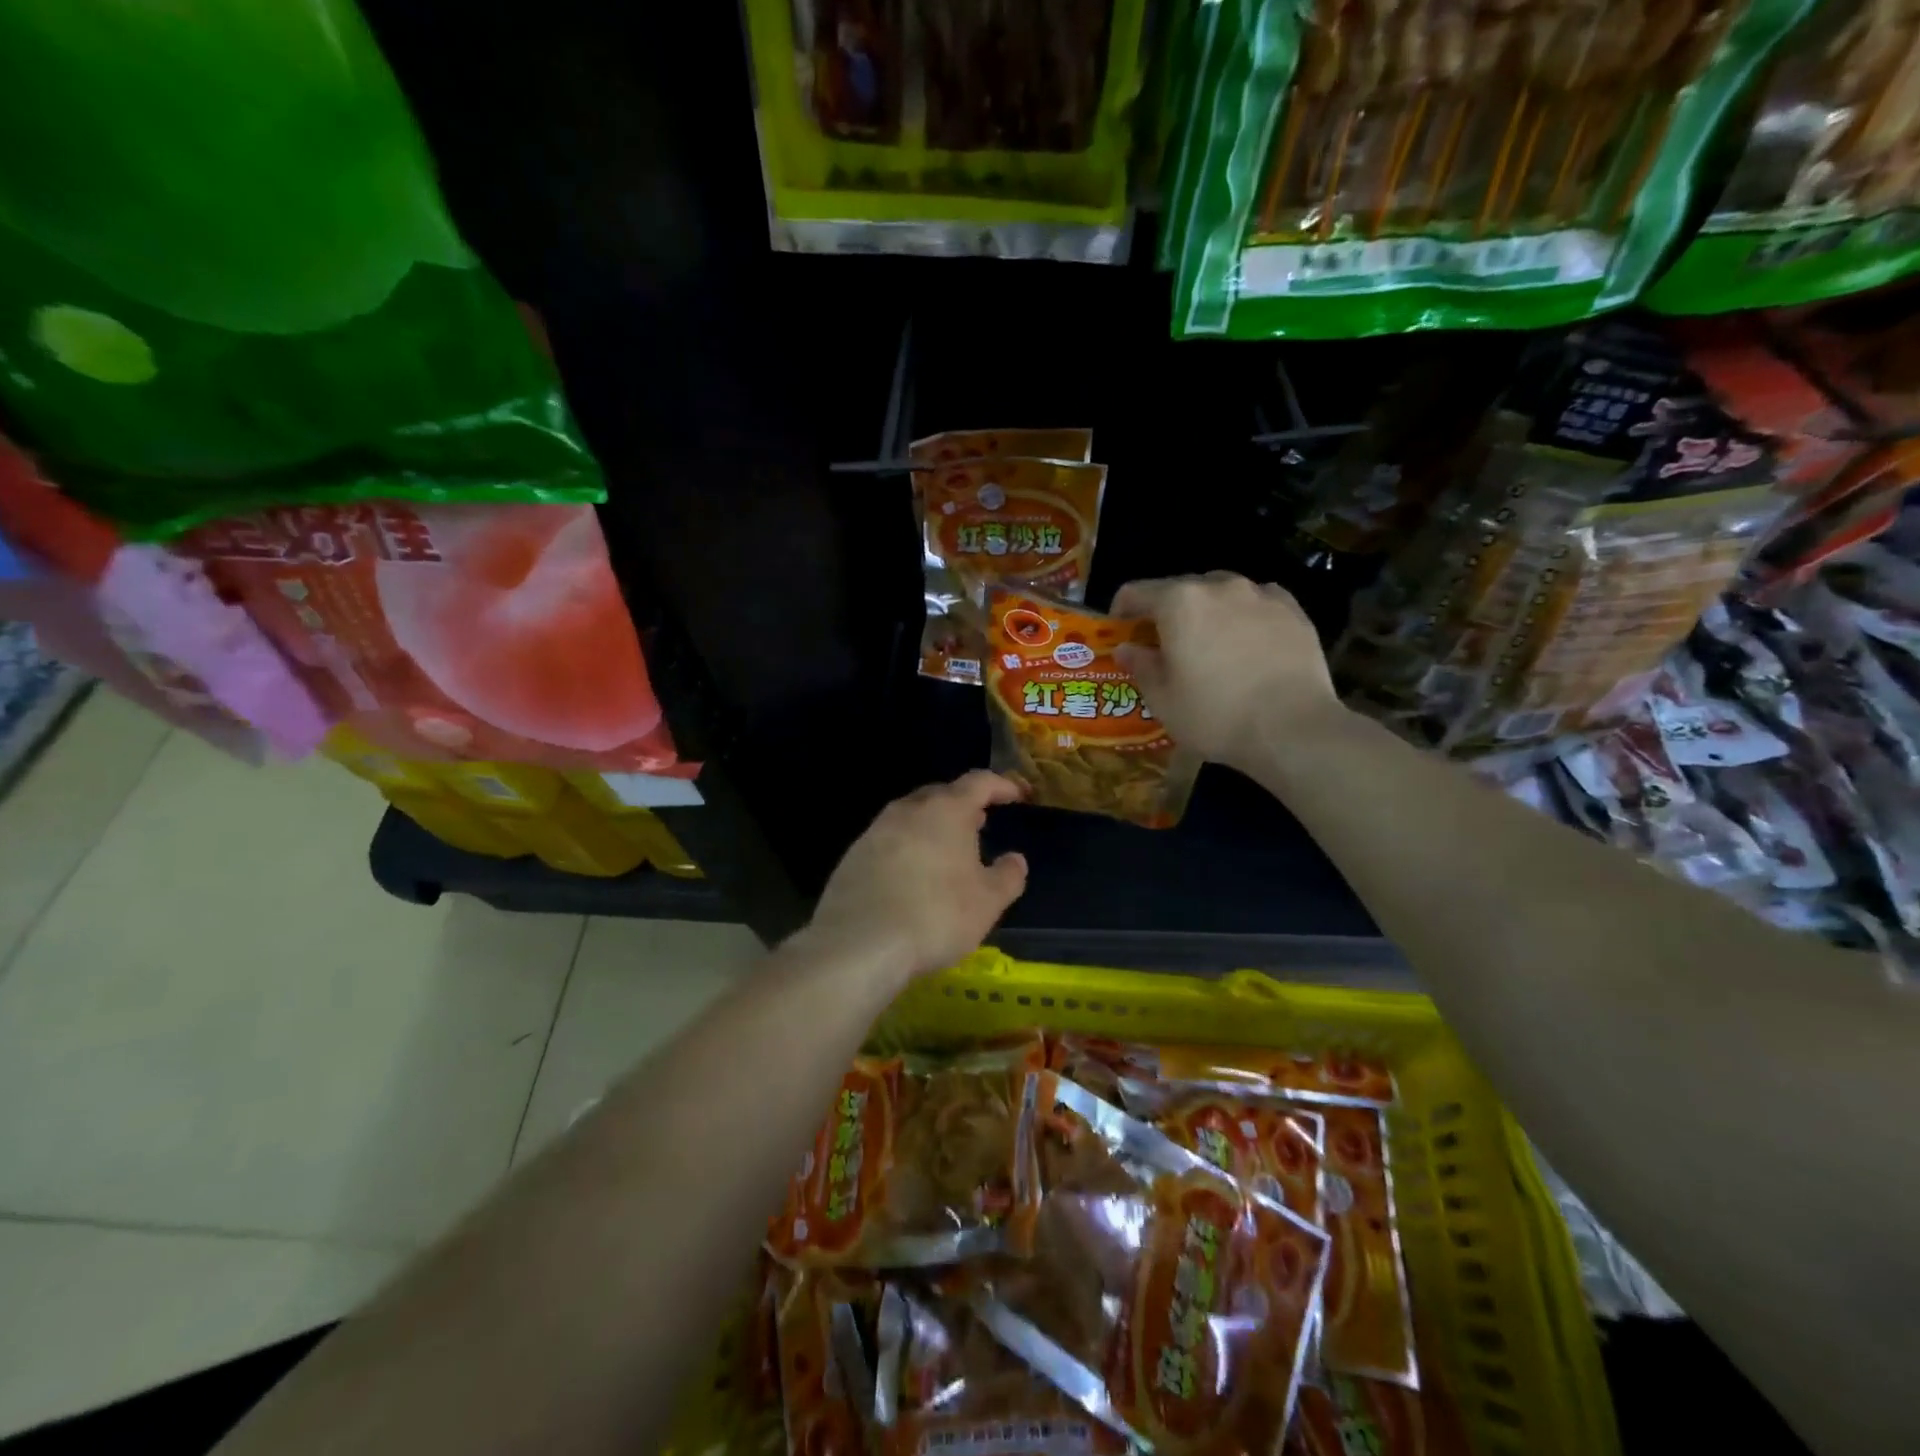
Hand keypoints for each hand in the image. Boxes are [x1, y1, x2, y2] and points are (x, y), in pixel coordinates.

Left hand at [805, 771, 1029, 979]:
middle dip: (963, 805)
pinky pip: (889, 841)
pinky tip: (912, 875)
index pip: (979, 782)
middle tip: (980, 822)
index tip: (1017, 795)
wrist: (859, 944)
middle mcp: (908, 810)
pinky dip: (907, 848)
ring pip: (911, 816)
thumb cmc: (936, 915)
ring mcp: (875, 831)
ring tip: (948, 848)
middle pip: (941, 795)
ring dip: (932, 826)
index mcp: (946, 810)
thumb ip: (1008, 876)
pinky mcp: (853, 856)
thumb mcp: (988, 902)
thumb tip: (1016, 859)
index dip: (1001, 786)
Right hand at [1112, 573, 1340, 769]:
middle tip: (1165, 646)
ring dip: (1207, 612)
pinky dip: (1244, 616)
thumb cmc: (1216, 715)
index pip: (1136, 591)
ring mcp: (1260, 594)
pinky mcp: (1294, 610)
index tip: (1121, 632)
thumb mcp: (1163, 700)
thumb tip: (1126, 648)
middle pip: (1180, 589)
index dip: (1122, 610)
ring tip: (1211, 645)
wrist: (1293, 729)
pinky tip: (1248, 644)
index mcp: (1179, 603)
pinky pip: (1257, 603)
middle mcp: (1219, 586)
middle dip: (1166, 613)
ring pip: (1221, 593)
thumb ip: (1141, 666)